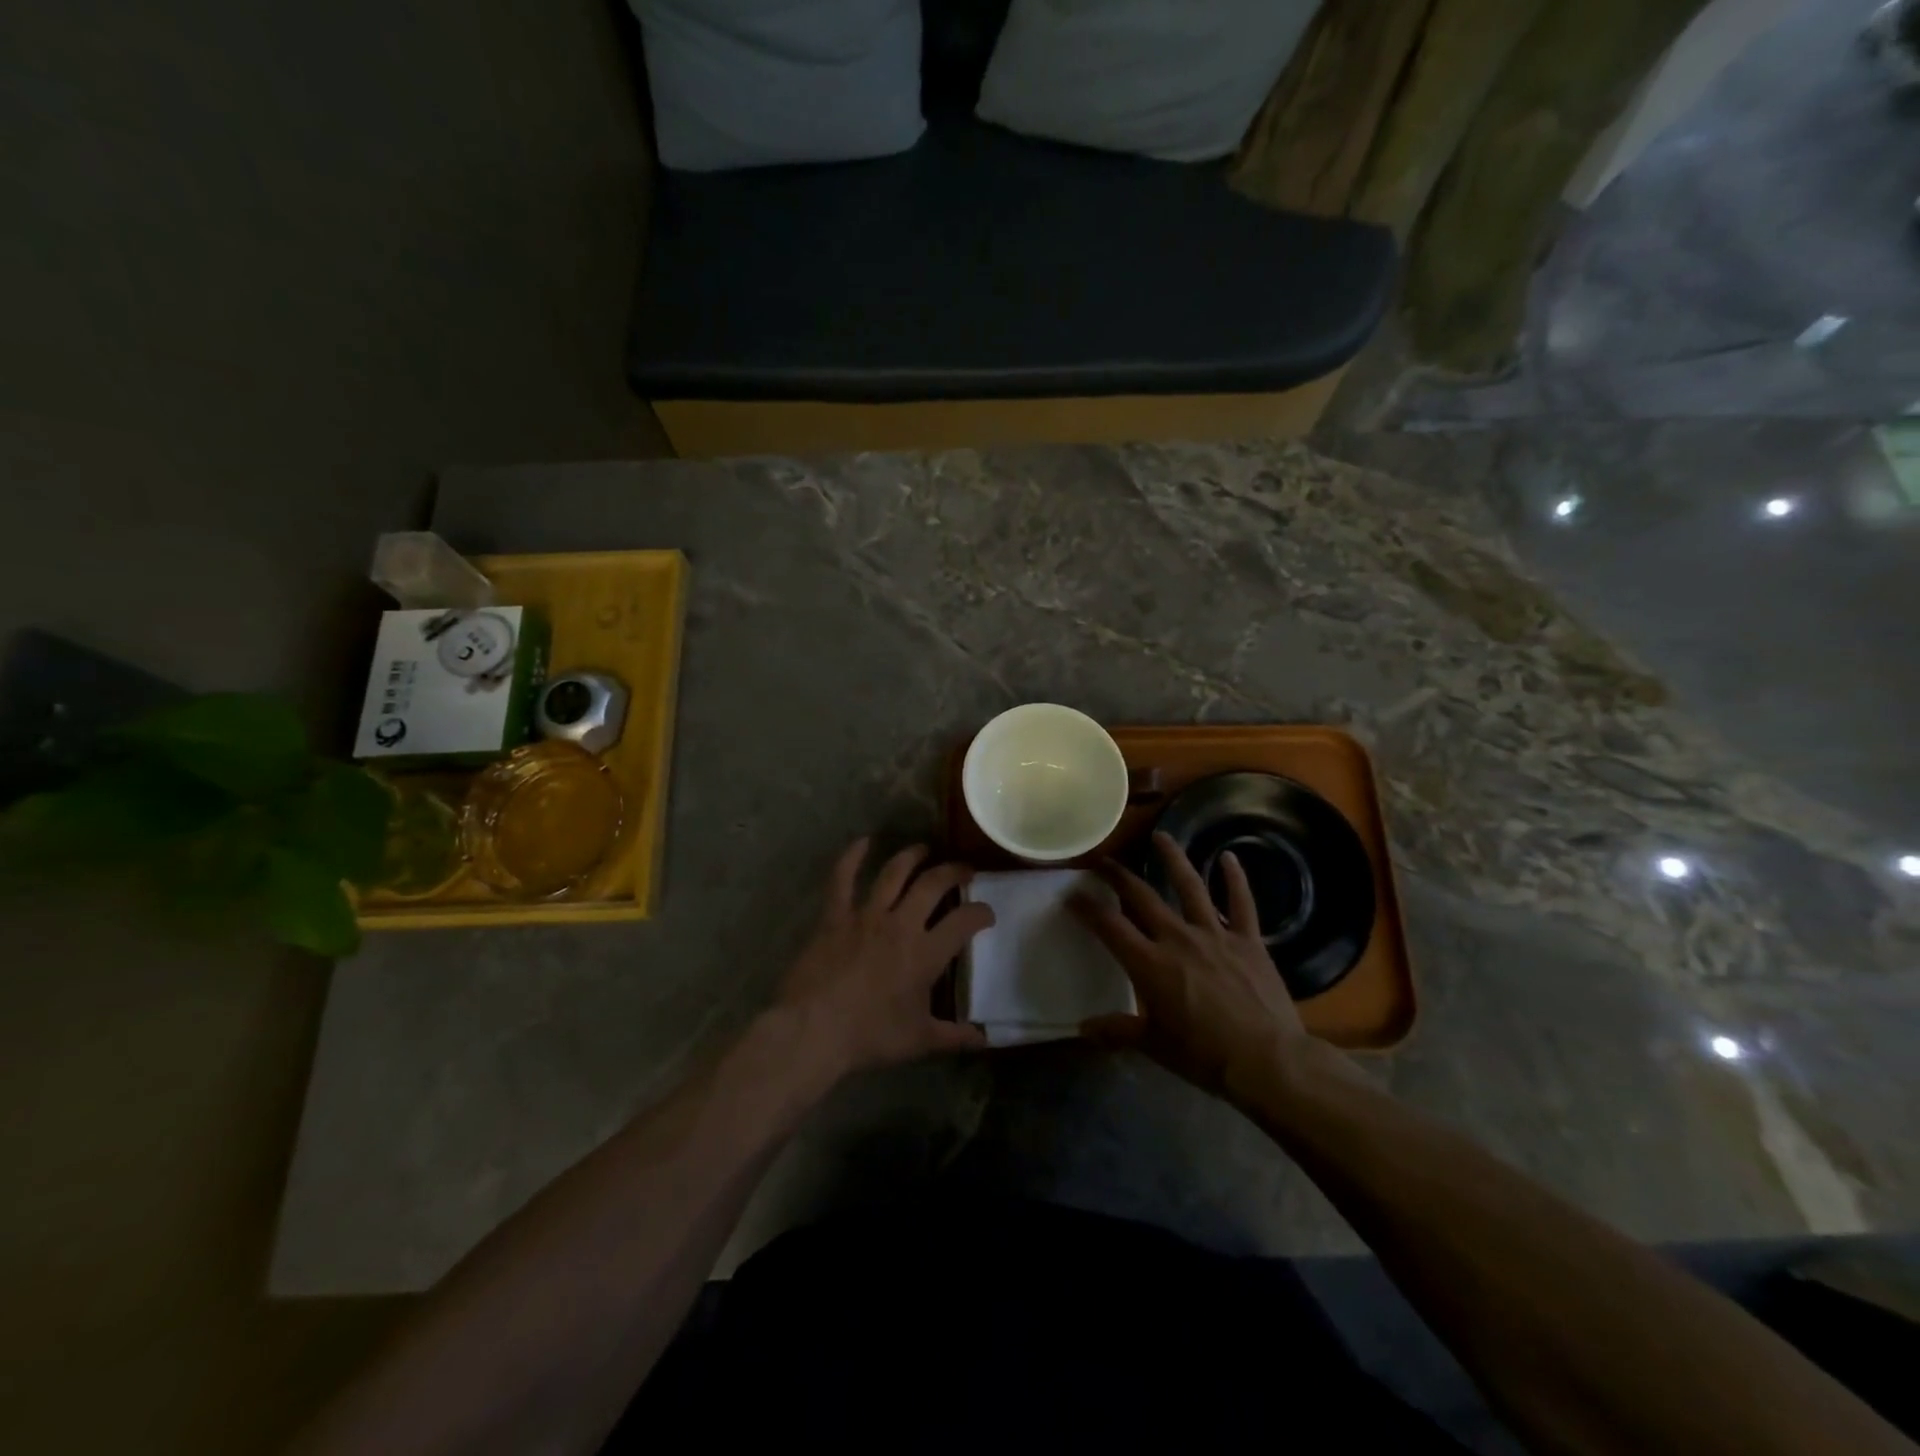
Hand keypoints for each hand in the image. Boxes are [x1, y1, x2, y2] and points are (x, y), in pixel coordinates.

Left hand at [776, 840, 992, 1077]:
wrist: (813, 1030)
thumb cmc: (870, 1036)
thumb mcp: (919, 1040)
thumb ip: (955, 1036)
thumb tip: (985, 1039)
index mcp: (926, 952)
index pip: (965, 921)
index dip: (981, 913)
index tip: (987, 914)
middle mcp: (901, 924)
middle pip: (933, 884)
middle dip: (953, 871)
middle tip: (963, 869)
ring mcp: (866, 915)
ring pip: (894, 873)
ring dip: (911, 857)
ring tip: (924, 849)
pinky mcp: (835, 916)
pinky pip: (842, 878)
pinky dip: (851, 857)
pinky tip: (862, 841)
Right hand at [1072, 832, 1331, 1108]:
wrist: (1267, 1060)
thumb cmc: (1204, 1055)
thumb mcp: (1153, 1045)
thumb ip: (1117, 1031)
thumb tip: (1082, 1029)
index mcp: (1150, 964)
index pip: (1110, 926)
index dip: (1087, 908)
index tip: (1072, 894)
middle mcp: (1177, 938)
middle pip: (1142, 896)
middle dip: (1119, 876)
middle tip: (1104, 860)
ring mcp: (1215, 934)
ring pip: (1190, 886)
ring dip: (1173, 858)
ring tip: (1161, 836)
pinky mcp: (1248, 940)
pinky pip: (1242, 903)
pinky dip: (1236, 879)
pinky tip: (1229, 857)